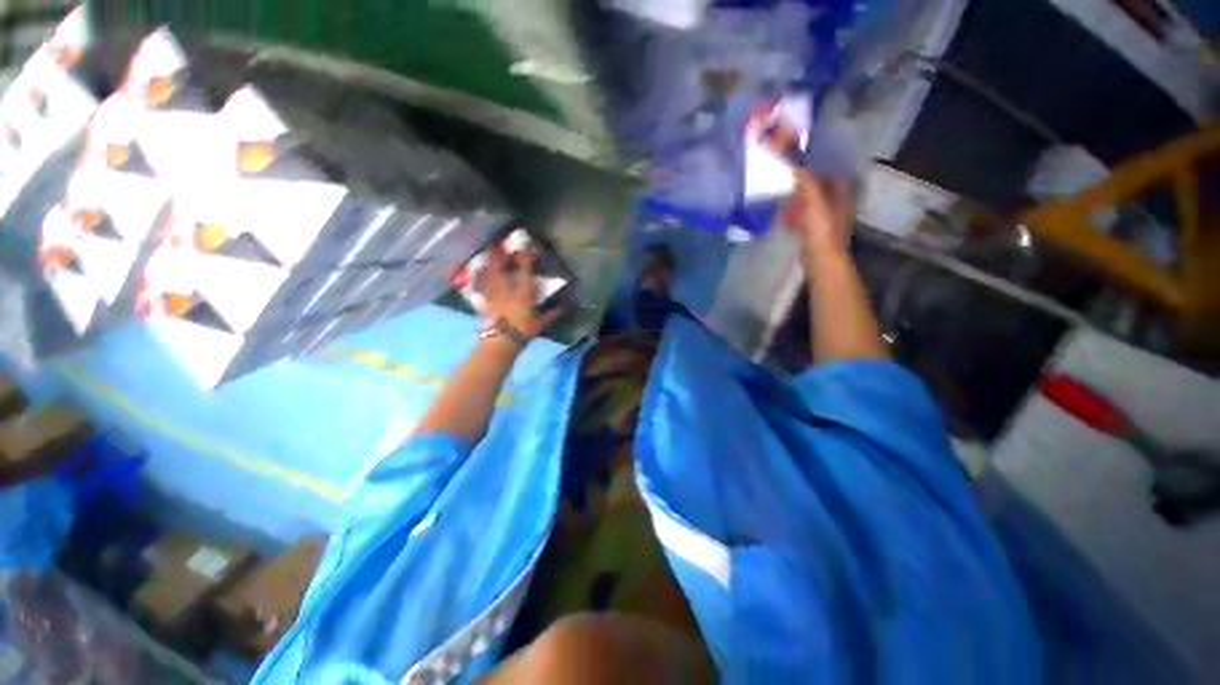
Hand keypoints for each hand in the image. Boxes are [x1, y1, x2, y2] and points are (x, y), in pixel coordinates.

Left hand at [479, 250, 563, 339]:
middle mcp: (508, 288)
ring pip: (490, 274)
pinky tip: (478, 273)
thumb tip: (565, 306)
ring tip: (487, 253)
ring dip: (489, 263)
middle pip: (504, 267)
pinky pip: (482, 286)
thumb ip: (553, 313)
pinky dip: (480, 278)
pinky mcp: (484, 301)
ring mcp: (494, 293)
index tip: (525, 242)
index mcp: (524, 292)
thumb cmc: (524, 331)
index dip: (525, 255)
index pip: (526, 269)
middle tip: (500, 245)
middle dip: (502, 255)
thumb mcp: (541, 323)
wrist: (501, 341)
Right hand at [782, 170, 852, 261]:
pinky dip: (797, 217)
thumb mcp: (814, 200)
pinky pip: (806, 220)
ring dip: (799, 203)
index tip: (801, 169)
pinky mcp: (819, 234)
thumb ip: (807, 181)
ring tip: (784, 203)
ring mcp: (830, 221)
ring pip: (813, 205)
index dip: (818, 170)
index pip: (833, 175)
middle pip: (822, 190)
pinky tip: (786, 220)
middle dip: (806, 188)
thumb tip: (796, 166)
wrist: (822, 259)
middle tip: (789, 186)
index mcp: (843, 194)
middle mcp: (840, 205)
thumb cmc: (821, 228)